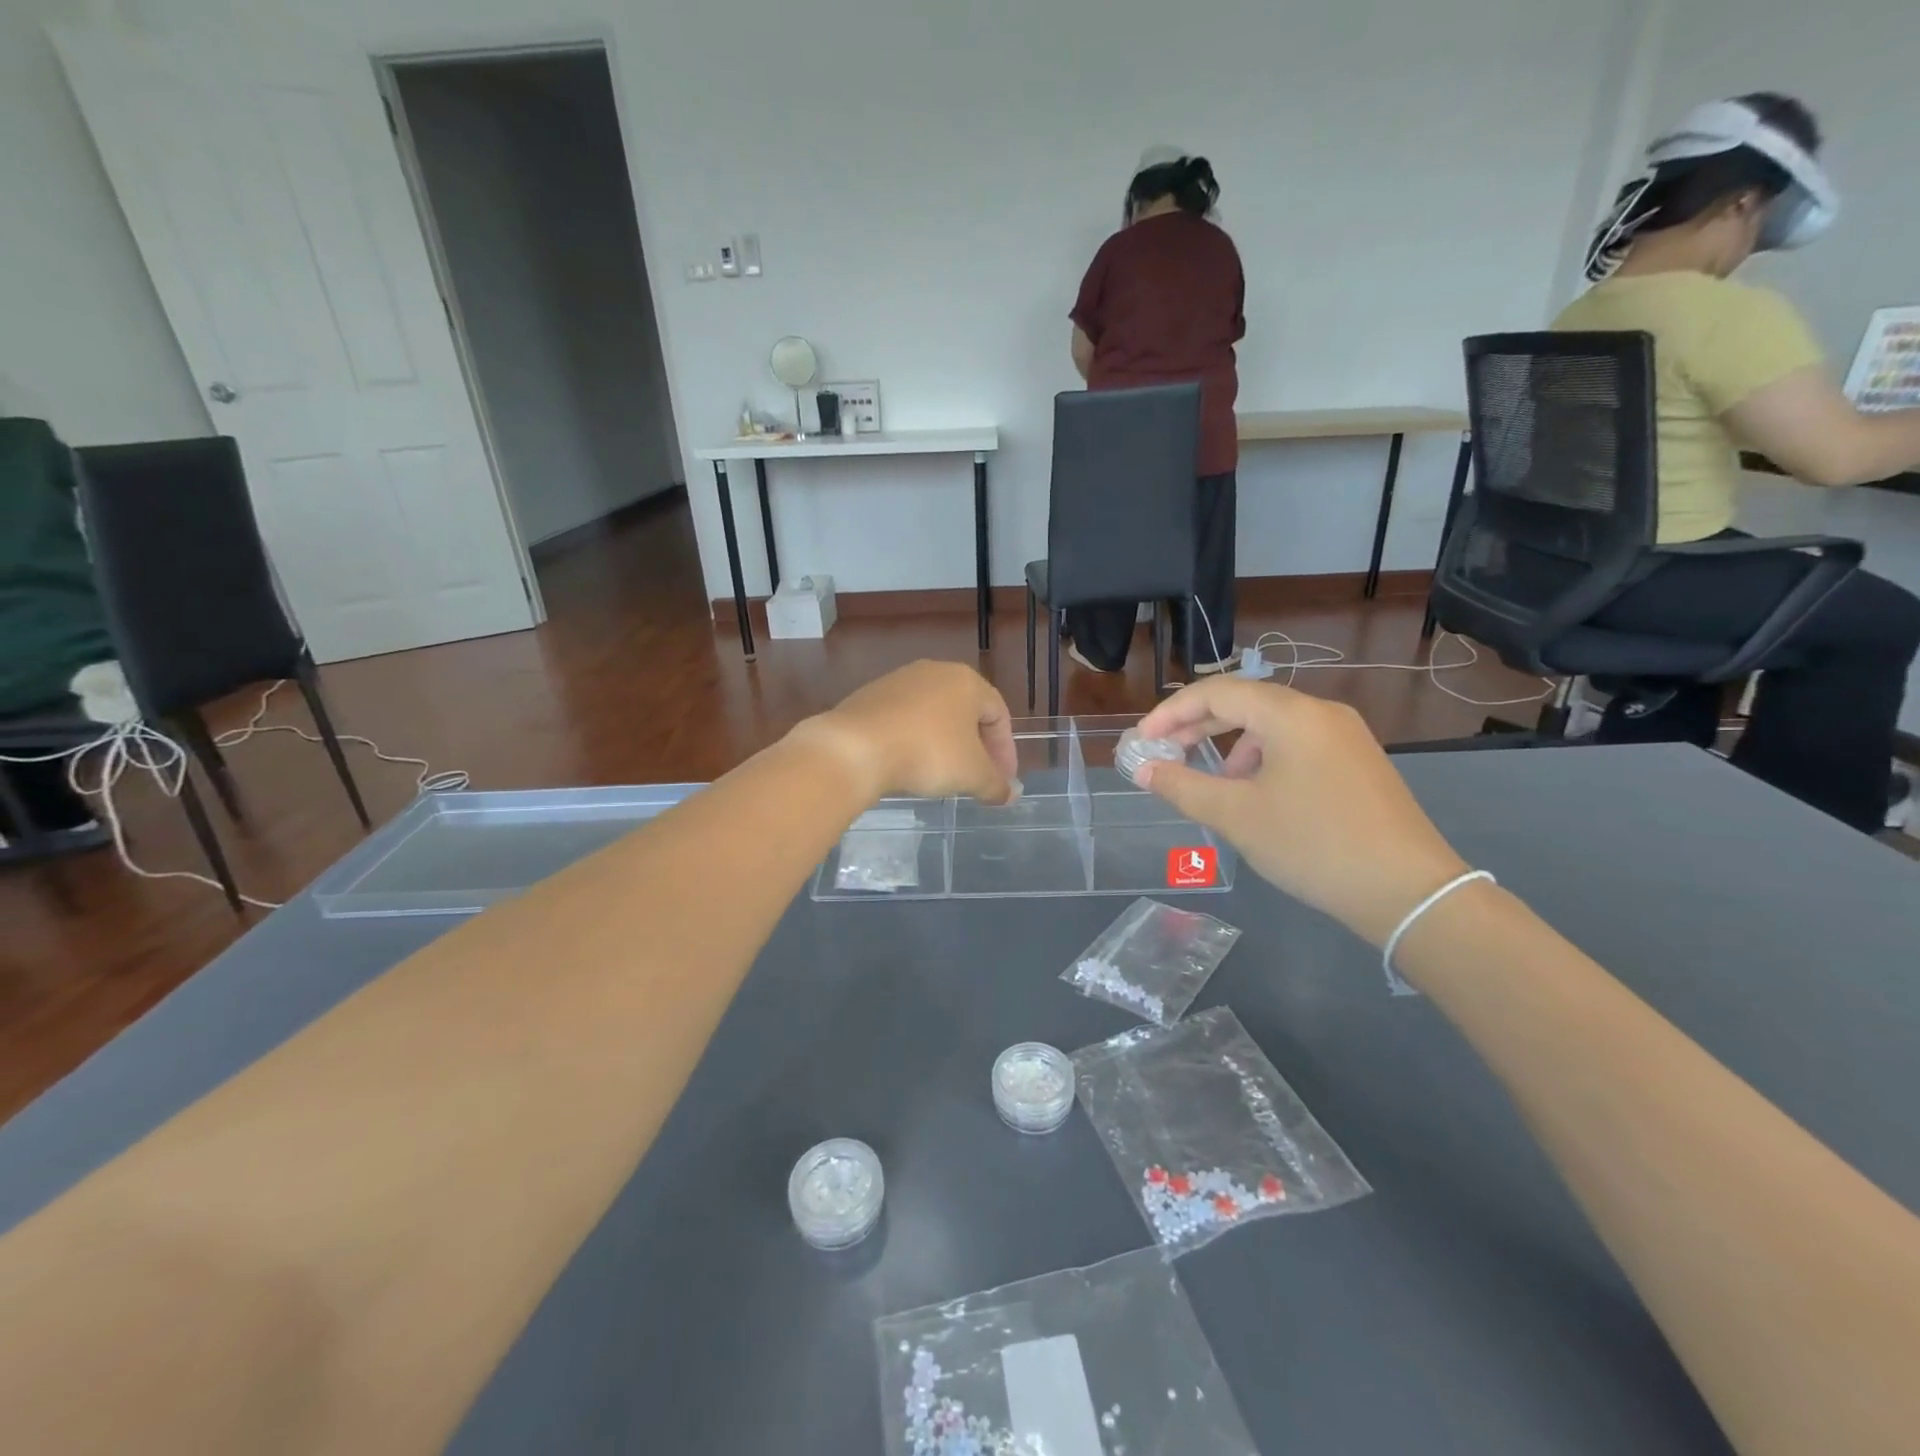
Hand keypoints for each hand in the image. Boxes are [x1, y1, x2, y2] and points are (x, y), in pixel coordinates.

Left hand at [790, 661, 1018, 805]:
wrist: (855, 748)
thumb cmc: (928, 754)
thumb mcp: (972, 775)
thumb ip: (997, 784)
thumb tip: (1011, 794)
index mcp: (967, 681)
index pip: (999, 715)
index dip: (1006, 751)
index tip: (1003, 782)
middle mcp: (935, 672)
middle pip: (967, 712)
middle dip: (977, 748)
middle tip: (977, 778)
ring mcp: (898, 681)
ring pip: (934, 715)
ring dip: (945, 744)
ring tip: (944, 775)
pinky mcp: (870, 697)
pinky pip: (904, 720)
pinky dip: (915, 741)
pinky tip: (909, 765)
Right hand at [1134, 680, 1469, 944]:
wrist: (1408, 891)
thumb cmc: (1312, 845)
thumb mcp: (1236, 816)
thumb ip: (1182, 786)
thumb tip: (1143, 769)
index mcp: (1291, 714)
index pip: (1216, 692)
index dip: (1171, 712)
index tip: (1142, 741)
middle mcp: (1321, 712)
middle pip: (1245, 703)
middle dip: (1198, 726)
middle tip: (1164, 754)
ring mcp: (1345, 736)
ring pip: (1271, 726)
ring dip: (1231, 746)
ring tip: (1214, 785)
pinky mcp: (1358, 762)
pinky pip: (1296, 744)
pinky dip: (1263, 759)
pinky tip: (1257, 796)